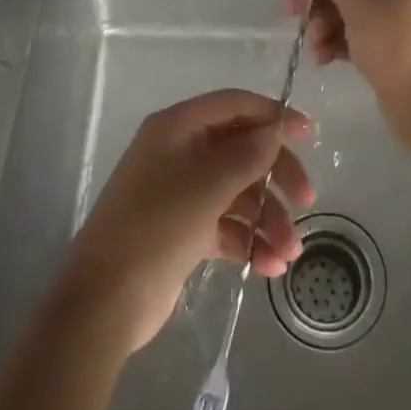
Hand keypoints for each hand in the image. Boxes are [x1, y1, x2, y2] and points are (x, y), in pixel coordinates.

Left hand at [58, 89, 314, 353]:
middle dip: (276, 174)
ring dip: (267, 218)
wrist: (102, 304)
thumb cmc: (155, 229)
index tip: (308, 134)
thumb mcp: (207, 186)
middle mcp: (179, 152)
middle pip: (241, 149)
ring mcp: (181, 193)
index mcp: (177, 128)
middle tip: (307, 199)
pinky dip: (248, 241)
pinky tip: (269, 266)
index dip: (272, 115)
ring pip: (238, 192)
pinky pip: (226, 225)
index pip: (233, 106)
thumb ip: (247, 154)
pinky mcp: (183, 231)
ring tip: (290, 252)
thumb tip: (275, 129)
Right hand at [285, 0, 410, 124]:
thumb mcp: (359, 3)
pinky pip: (357, 28)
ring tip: (312, 44)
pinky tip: (323, 58)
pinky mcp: (392, 41)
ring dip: (324, 18)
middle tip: (290, 9)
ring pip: (349, 1)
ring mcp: (398, 11)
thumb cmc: (399, 44)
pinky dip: (338, 38)